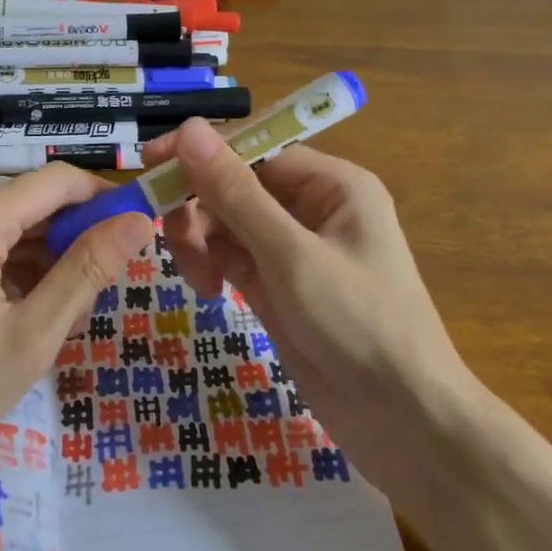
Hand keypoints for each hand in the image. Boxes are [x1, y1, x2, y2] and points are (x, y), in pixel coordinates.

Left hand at [0, 166, 153, 494]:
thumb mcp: (33, 336)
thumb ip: (88, 269)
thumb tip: (139, 219)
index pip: (59, 181)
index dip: (104, 200)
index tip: (138, 235)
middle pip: (32, 203)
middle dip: (74, 240)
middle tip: (98, 299)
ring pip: (8, 227)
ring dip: (45, 261)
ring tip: (65, 319)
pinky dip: (11, 271)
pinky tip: (25, 316)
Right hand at [144, 119, 477, 485]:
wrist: (403, 423)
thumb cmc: (358, 325)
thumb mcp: (291, 256)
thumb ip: (235, 193)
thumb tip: (190, 127)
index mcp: (331, 184)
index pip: (253, 148)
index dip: (200, 152)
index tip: (148, 163)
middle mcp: (312, 207)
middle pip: (234, 185)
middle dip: (199, 208)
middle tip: (175, 242)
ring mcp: (292, 248)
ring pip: (226, 223)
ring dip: (201, 242)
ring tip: (200, 280)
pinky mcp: (278, 285)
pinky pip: (231, 256)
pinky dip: (213, 266)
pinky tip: (210, 292)